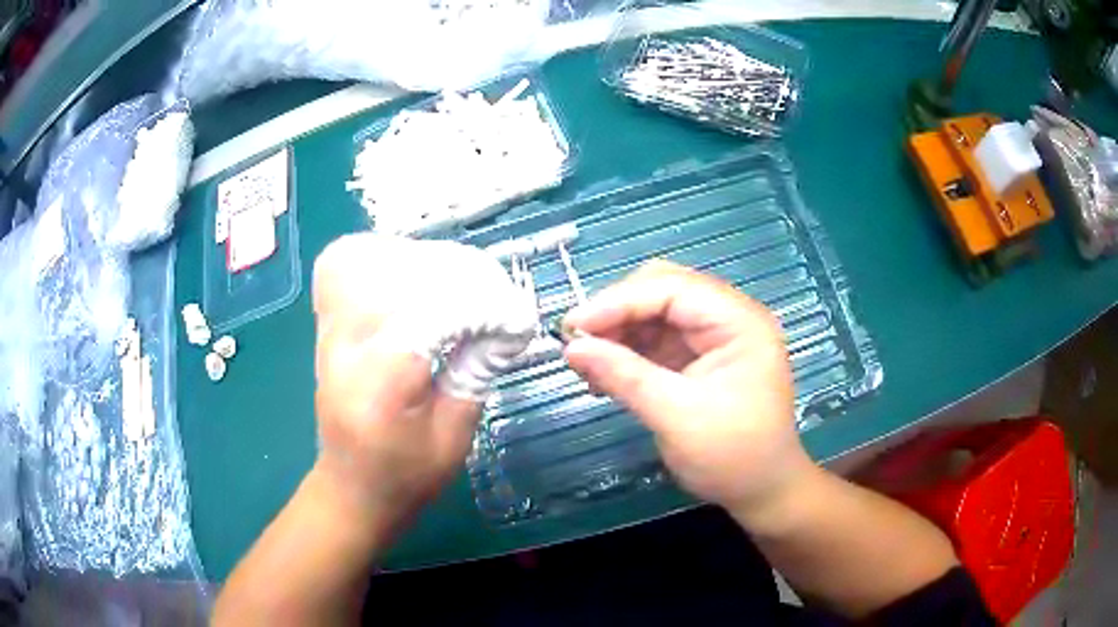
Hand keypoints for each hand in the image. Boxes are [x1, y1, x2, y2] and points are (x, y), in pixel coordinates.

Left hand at [311, 234, 481, 535]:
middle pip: (395, 274)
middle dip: (451, 275)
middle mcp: (346, 347)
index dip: (480, 303)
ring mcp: (328, 333)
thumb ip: (476, 371)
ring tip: (447, 285)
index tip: (512, 318)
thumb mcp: (454, 438)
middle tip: (486, 296)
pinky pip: (342, 269)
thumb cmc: (405, 476)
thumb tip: (504, 321)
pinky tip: (405, 281)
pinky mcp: (325, 328)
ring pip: (361, 259)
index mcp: (380, 384)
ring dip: (412, 262)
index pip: (430, 312)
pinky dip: (377, 260)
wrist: (350, 490)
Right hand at [563, 260, 814, 522]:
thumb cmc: (732, 456)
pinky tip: (605, 373)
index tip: (573, 328)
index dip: (618, 302)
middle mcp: (730, 317)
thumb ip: (624, 376)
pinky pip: (658, 339)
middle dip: (617, 311)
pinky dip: (629, 351)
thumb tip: (571, 348)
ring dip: (619, 332)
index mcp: (739, 321)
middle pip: (663, 290)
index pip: (671, 288)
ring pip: (656, 312)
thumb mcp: (676, 416)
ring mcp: (716, 336)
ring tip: (586, 362)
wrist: (763, 491)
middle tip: (578, 342)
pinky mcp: (702, 357)